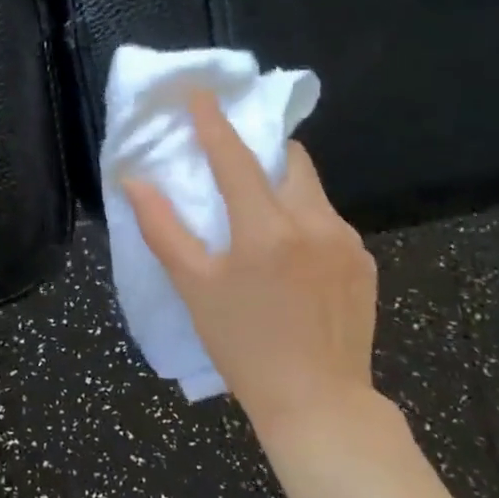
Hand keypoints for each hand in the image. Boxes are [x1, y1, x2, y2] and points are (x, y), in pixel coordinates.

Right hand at [122, 93, 378, 435]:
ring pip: (311, 190)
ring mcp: (346, 241)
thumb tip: (134, 181)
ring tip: (261, 223)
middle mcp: (313, 223)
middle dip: (262, 151)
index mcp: (266, 229)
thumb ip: (162, 228)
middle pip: (289, 160)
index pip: (235, 157)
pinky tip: (292, 259)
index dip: (214, 122)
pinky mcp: (364, 261)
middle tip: (237, 166)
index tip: (201, 93)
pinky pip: (329, 222)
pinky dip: (305, 221)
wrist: (319, 403)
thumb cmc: (243, 344)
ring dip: (284, 188)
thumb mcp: (193, 287)